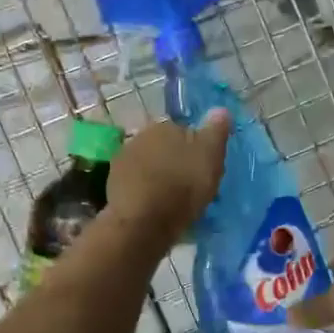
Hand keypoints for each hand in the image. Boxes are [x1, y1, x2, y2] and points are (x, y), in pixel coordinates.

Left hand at [107, 111, 231, 246]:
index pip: (184, 131)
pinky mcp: (112, 185)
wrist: (143, 222)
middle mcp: (139, 136)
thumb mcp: (210, 156)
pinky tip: (154, 208)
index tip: (203, 169)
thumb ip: (216, 132)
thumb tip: (221, 110)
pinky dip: (144, 192)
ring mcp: (122, 161)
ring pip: (149, 165)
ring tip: (171, 200)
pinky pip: (136, 184)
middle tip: (189, 185)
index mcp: (164, 125)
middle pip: (164, 147)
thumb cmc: (183, 186)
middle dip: (174, 161)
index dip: (195, 150)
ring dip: (158, 177)